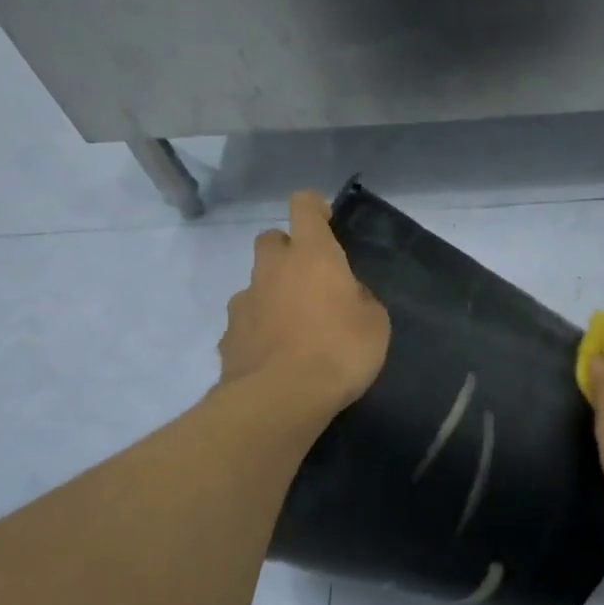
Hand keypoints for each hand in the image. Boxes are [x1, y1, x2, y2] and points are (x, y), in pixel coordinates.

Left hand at [220, 191, 390, 412]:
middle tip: (311, 280)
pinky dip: (260, 330)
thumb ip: (360, 300)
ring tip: (296, 328)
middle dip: (288, 251)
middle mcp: (272, 269)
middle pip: (272, 240)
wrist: (280, 398)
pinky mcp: (228, 335)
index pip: (303, 206)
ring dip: (274, 293)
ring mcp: (245, 301)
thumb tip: (348, 296)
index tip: (326, 223)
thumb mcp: (375, 324)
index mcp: (312, 255)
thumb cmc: (339, 351)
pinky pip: (247, 321)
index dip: (314, 208)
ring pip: (257, 283)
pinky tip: (277, 356)